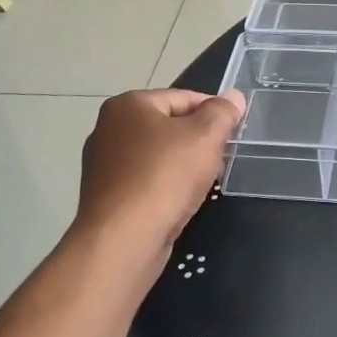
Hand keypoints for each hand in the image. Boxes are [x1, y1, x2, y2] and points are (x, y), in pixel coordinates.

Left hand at [72, 89, 245, 258]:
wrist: (122, 240)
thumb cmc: (164, 177)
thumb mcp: (205, 136)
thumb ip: (222, 113)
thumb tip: (234, 96)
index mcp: (128, 105)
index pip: (183, 97)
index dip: (214, 113)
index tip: (233, 133)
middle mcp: (109, 128)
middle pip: (169, 126)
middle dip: (198, 141)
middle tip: (220, 160)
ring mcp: (103, 164)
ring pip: (158, 156)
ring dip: (183, 166)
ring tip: (203, 184)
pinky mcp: (106, 196)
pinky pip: (145, 181)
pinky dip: (165, 187)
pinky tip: (179, 202)